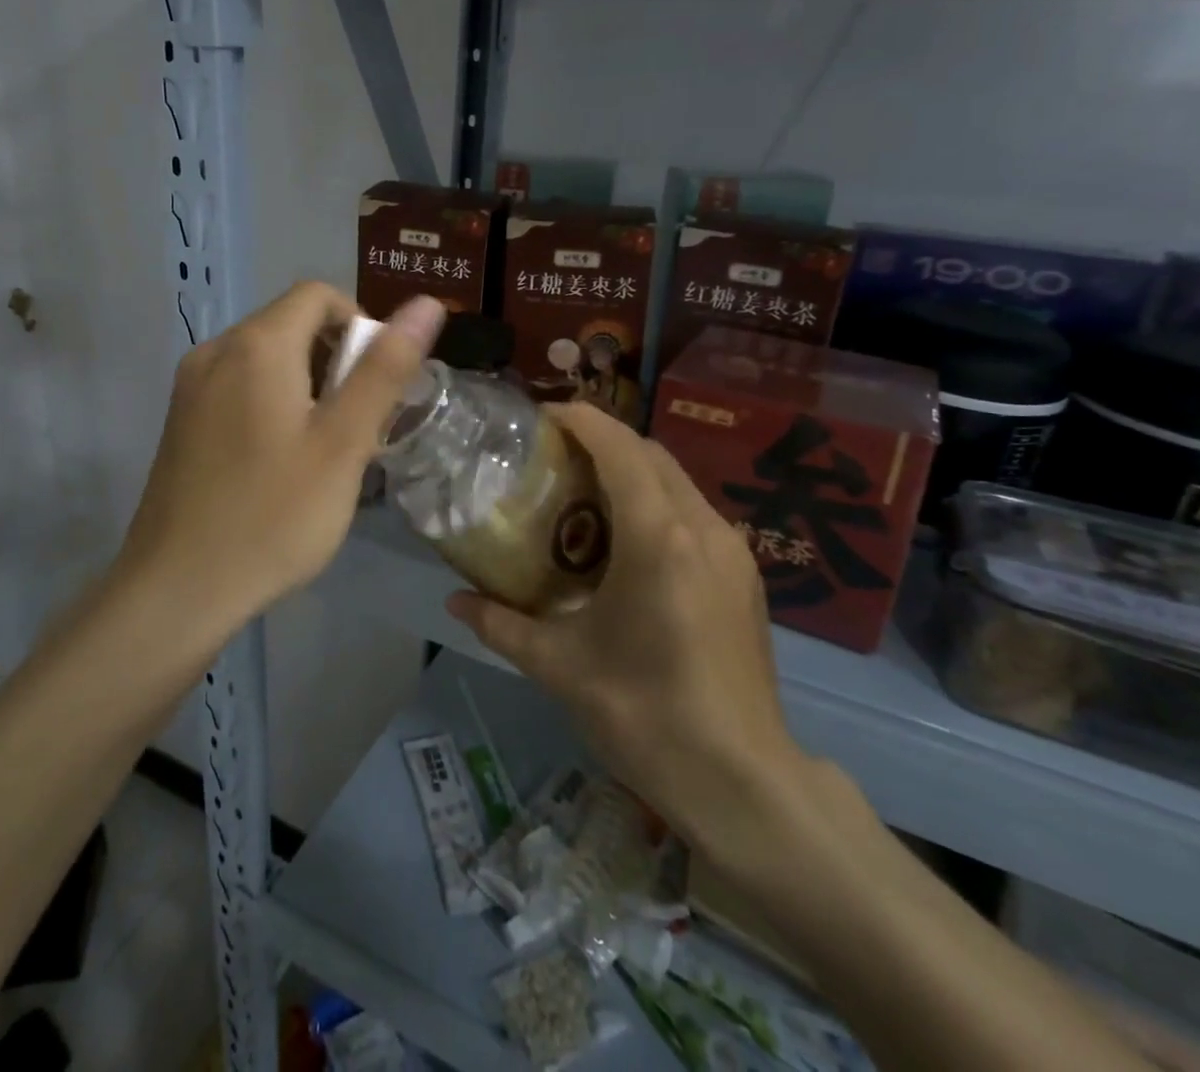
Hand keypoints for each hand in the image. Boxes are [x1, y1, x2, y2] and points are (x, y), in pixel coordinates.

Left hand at [116, 282, 444, 629]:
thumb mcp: (343, 443)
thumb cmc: (273, 515)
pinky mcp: (181, 420)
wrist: (177, 589)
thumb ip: (385, 369)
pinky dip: (273, 402)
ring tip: (325, 448)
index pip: (318, 296)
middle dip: (336, 360)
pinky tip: (282, 462)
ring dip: (308, 384)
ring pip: (266, 358)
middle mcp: (216, 350)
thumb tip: (426, 304)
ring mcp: (191, 387)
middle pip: (291, 324)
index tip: (375, 383)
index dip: (360, 325)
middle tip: (357, 424)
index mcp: (256, 345)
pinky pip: (239, 387)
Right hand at [446, 403, 809, 843]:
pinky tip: (627, 538)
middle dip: (602, 439)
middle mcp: (703, 527)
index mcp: (659, 538)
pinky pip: (694, 511)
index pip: (619, 448)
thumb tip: (454, 601)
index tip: (541, 416)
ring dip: (632, 468)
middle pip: (651, 453)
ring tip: (584, 490)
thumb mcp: (560, 667)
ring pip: (677, 480)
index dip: (580, 420)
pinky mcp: (745, 576)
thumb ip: (501, 624)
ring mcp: (733, 551)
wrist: (743, 782)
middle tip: (553, 453)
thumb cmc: (645, 715)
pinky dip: (656, 499)